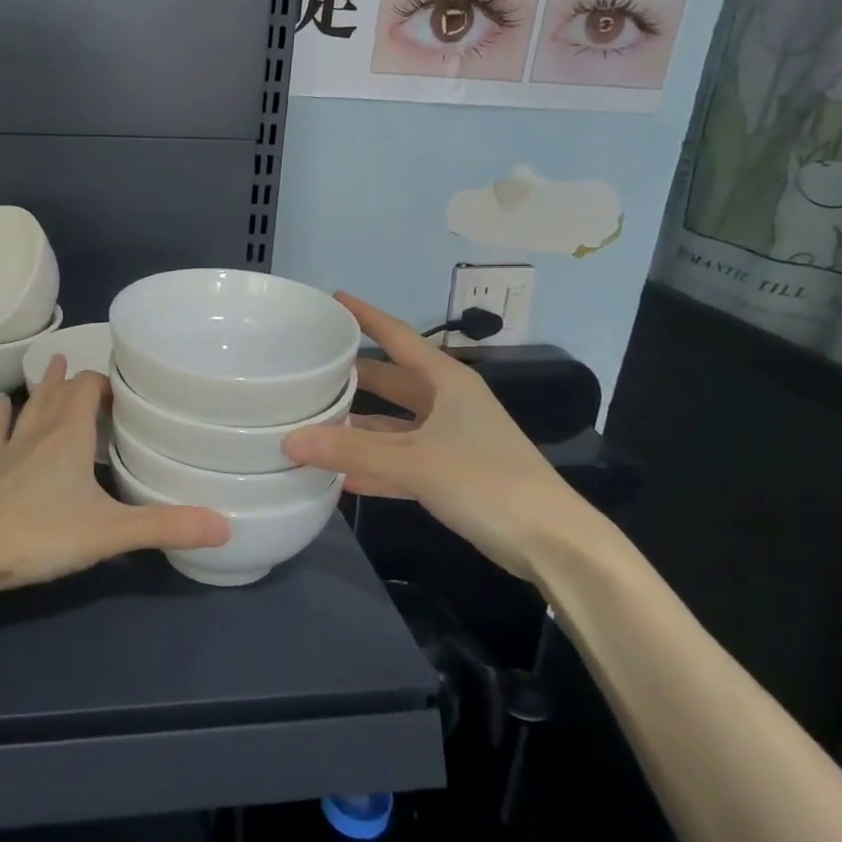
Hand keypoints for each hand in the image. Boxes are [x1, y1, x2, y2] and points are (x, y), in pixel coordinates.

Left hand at [0, 359, 228, 591]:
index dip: (107, 382)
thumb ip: (166, 526)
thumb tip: (226, 526)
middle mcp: (39, 432)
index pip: (88, 387)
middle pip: (60, 392)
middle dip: (79, 381)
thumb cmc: (42, 534)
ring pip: (31, 407)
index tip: (128, 389)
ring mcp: (10, 451)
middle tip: (99, 379)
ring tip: (53, 364)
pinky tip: (2, 403)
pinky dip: (3, 417)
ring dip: (45, 387)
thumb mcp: (111, 531)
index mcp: (68, 434)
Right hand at [284, 293, 596, 580]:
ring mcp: (451, 440)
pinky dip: (375, 466)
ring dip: (359, 428)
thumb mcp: (415, 461)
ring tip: (314, 423)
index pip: (398, 337)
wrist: (551, 542)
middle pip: (391, 381)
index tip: (334, 299)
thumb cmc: (487, 482)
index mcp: (447, 382)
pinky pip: (402, 462)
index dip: (366, 316)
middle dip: (354, 377)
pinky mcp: (452, 475)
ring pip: (394, 425)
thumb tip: (290, 440)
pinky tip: (340, 477)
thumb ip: (352, 450)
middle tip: (309, 369)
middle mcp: (448, 403)